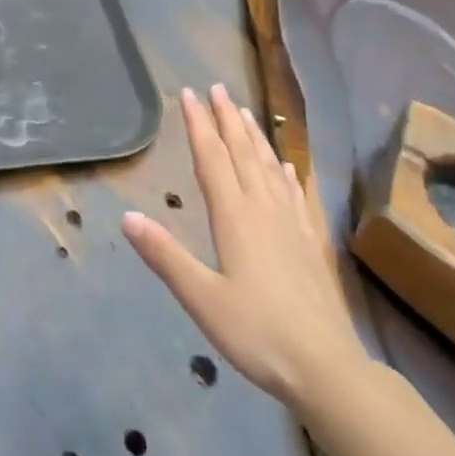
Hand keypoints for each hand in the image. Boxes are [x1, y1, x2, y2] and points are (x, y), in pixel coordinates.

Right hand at [123, 84, 365, 407]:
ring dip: (255, 136)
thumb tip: (127, 216)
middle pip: (242, 152)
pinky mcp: (309, 241)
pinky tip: (287, 166)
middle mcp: (263, 209)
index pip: (212, 158)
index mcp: (235, 217)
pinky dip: (286, 172)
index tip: (189, 94)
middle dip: (227, 118)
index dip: (199, 124)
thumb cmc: (258, 334)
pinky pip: (294, 194)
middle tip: (217, 87)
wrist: (327, 368)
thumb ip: (165, 256)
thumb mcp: (202, 299)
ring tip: (246, 112)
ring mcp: (290, 223)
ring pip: (269, 166)